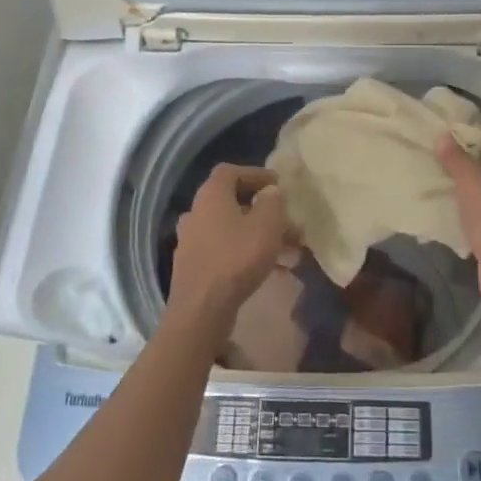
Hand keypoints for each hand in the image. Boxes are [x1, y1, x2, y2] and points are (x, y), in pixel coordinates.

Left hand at [168, 164, 289, 330]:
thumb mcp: (267, 224)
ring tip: (288, 249)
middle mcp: (196, 212)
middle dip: (262, 209)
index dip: (256, 174)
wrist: (201, 309)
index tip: (278, 184)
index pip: (231, 171)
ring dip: (258, 234)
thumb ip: (272, 202)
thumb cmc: (237, 258)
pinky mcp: (194, 266)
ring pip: (231, 228)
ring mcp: (192, 240)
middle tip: (286, 220)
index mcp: (210, 195)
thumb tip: (269, 193)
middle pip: (232, 201)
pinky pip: (225, 250)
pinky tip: (272, 270)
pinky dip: (247, 253)